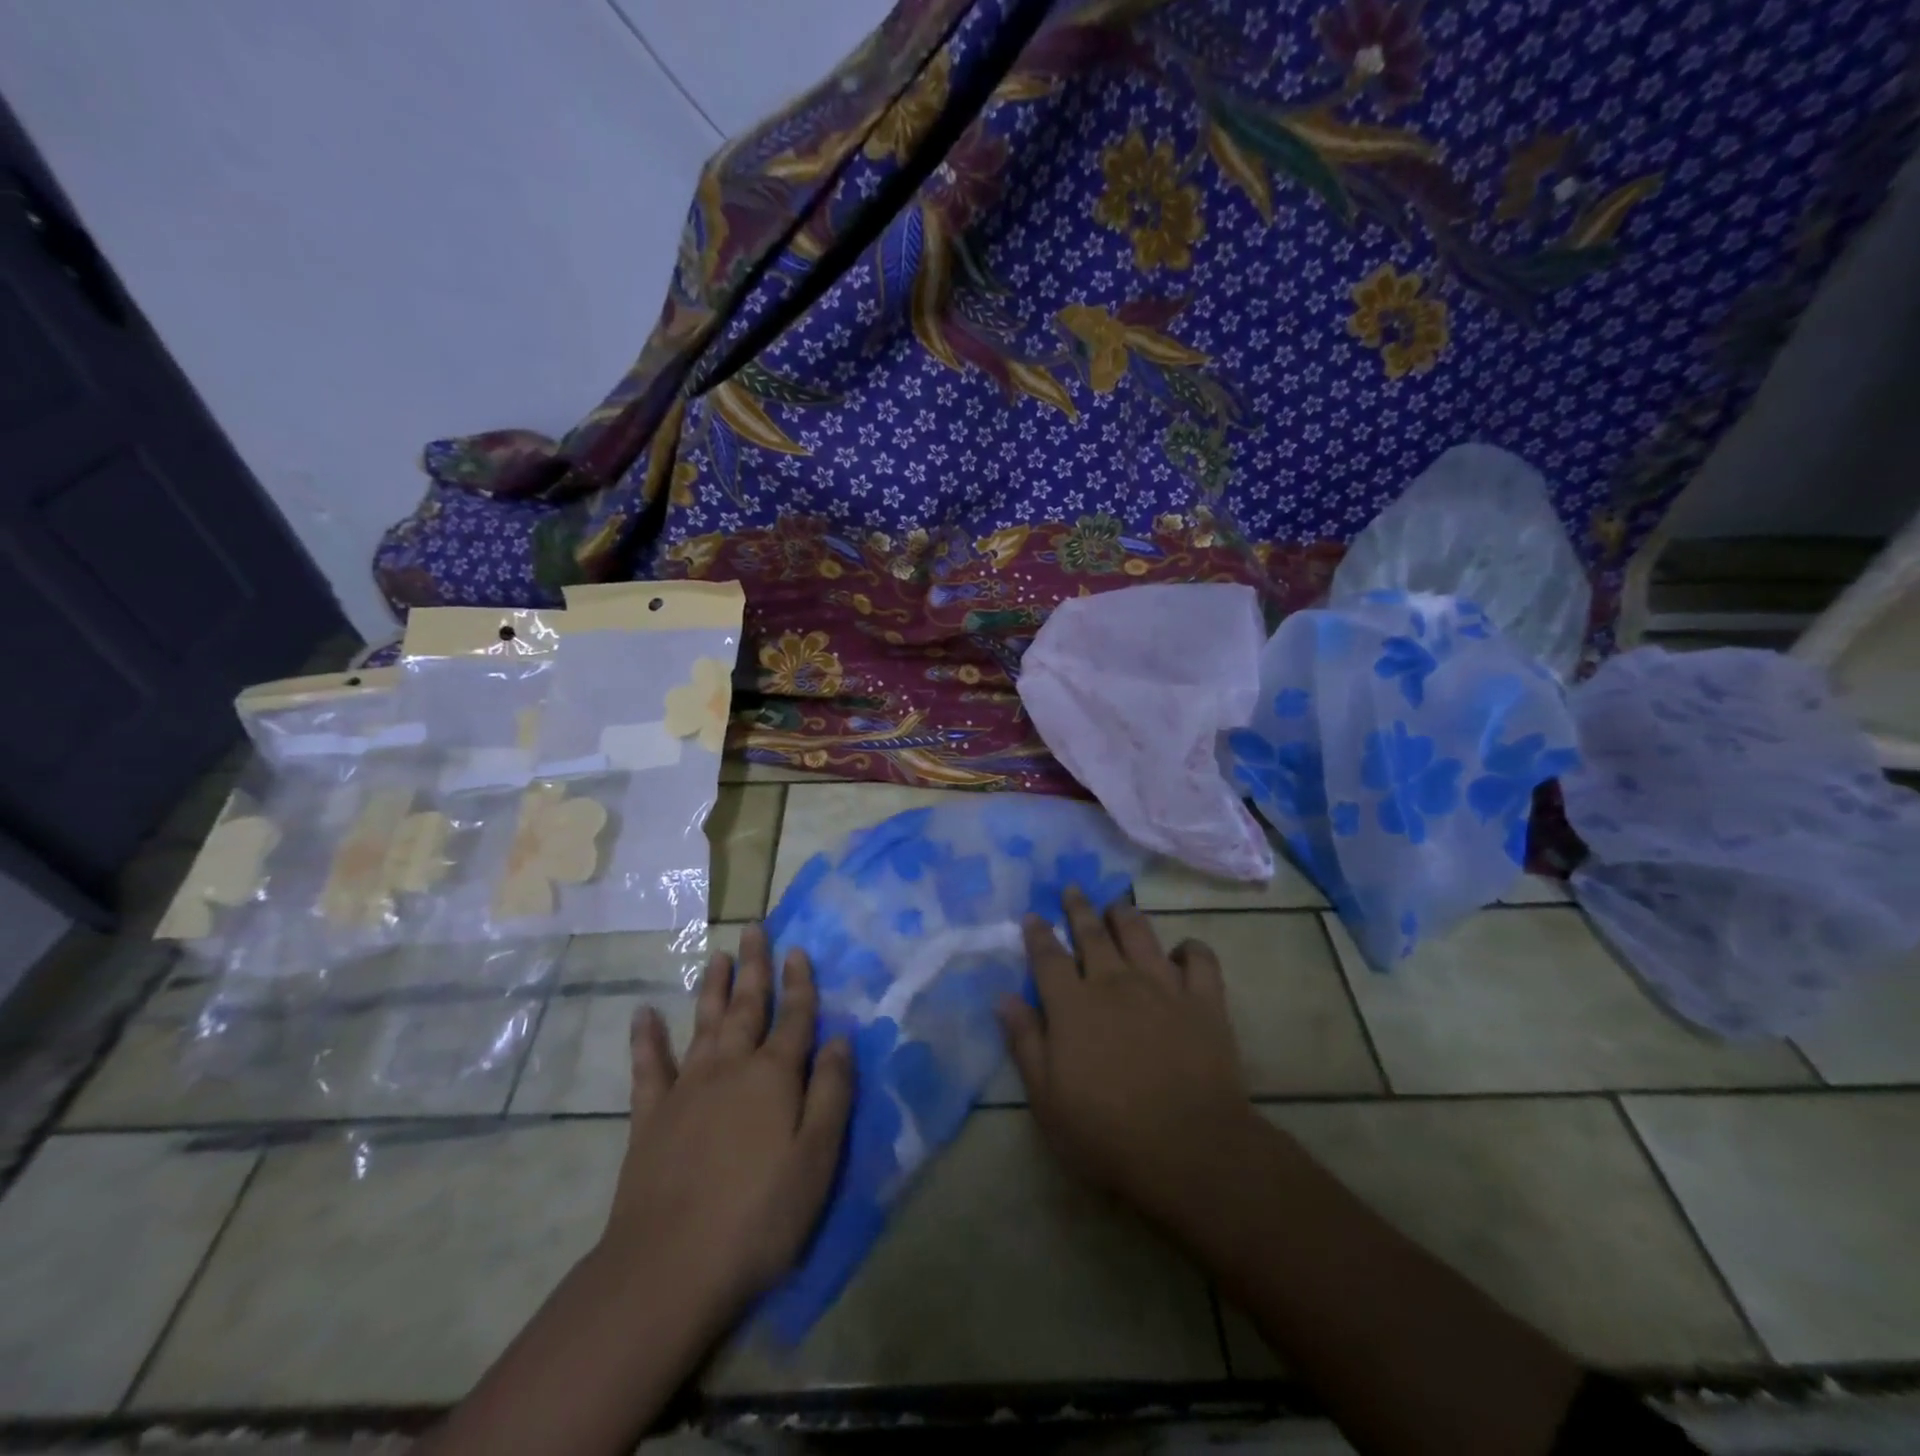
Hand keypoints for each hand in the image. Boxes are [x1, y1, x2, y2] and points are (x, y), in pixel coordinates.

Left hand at [602, 925, 852, 1331]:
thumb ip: (832, 1092)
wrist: (668, 1268)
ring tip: (717, 956)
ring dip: (712, 987)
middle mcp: (730, 1068)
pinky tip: (643, 1014)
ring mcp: (686, 1088)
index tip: (798, 949)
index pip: (794, 1017)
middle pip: (746, 1007)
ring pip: (703, 1023)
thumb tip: (842, 1037)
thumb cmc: (759, 1215)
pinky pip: (648, 1066)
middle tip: (754, 929)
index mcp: (774, 1076)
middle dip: (754, 968)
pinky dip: (646, 1038)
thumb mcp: (817, 1158)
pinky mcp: (650, 1116)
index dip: (800, 983)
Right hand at [997, 888, 1260, 1228]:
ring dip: (1125, 916)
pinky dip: (1190, 949)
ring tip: (1117, 907)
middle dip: (1079, 908)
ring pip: (1141, 934)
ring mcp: (1163, 986)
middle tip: (1072, 889)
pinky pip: (1199, 959)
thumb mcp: (1047, 1099)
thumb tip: (1004, 997)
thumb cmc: (1107, 1133)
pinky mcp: (1204, 1000)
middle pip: (1093, 933)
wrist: (1190, 1149)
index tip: (1033, 914)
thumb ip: (1026, 1042)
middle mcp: (1115, 982)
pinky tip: (1182, 951)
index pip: (1048, 956)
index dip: (1038, 933)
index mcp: (1073, 1005)